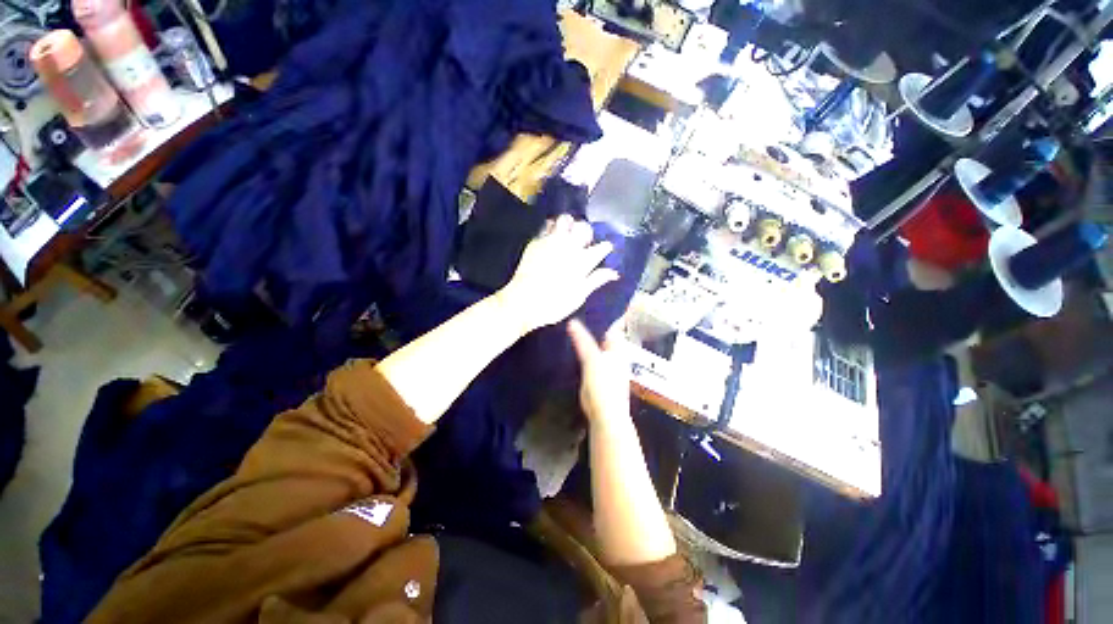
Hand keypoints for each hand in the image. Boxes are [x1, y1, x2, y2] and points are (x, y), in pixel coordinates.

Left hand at [497, 215, 617, 334]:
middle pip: (584, 228)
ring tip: (567, 235)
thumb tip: (615, 272)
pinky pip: (547, 226)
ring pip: (565, 220)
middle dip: (587, 233)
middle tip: (583, 243)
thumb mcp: (579, 296)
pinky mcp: (536, 241)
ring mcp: (551, 241)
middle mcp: (569, 246)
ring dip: (569, 225)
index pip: (603, 247)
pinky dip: (552, 228)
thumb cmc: (554, 304)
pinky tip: (551, 237)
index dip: (606, 248)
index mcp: (583, 261)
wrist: (523, 301)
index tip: (606, 250)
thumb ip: (596, 280)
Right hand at [567, 317, 630, 426]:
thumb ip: (582, 341)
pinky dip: (585, 357)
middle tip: (575, 320)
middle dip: (593, 331)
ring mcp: (609, 369)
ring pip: (598, 351)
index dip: (601, 320)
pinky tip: (575, 355)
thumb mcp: (591, 359)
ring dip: (588, 344)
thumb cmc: (603, 385)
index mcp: (618, 350)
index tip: (586, 311)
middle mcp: (616, 357)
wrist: (605, 416)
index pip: (611, 329)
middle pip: (604, 339)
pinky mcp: (600, 380)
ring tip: (572, 334)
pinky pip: (592, 362)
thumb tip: (572, 322)